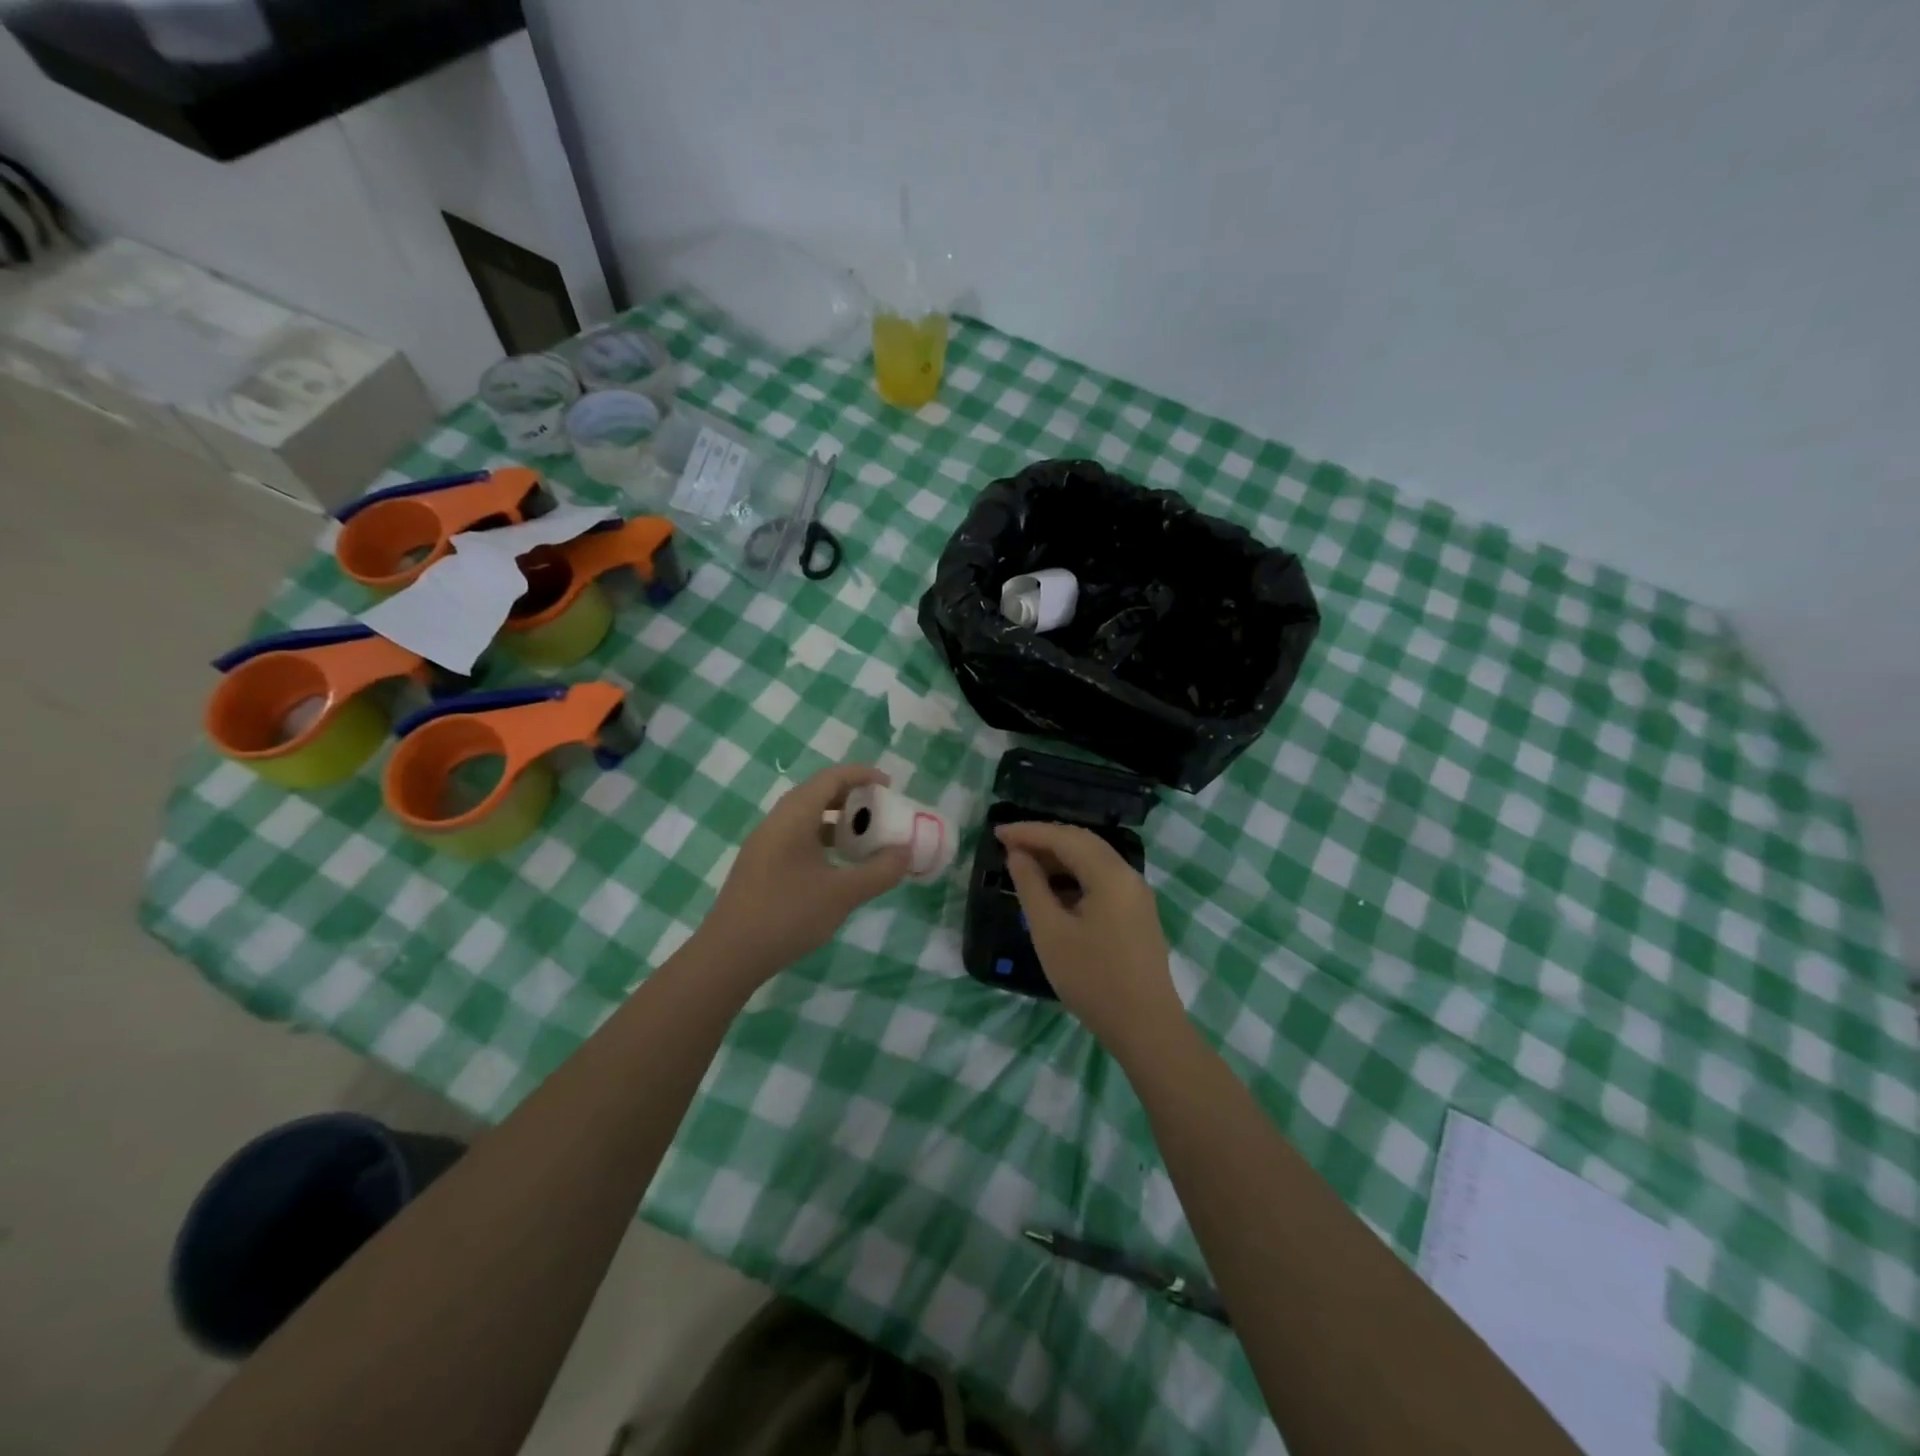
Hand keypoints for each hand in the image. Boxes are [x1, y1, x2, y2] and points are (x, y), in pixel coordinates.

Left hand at [696, 765, 910, 986]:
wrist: (728, 956)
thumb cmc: (787, 915)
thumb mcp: (842, 894)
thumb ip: (879, 871)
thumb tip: (905, 853)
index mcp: (793, 817)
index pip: (830, 778)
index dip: (861, 775)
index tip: (889, 785)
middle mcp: (775, 822)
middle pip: (816, 794)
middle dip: (850, 797)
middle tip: (879, 812)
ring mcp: (763, 845)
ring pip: (804, 818)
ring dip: (835, 821)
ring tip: (862, 839)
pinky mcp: (759, 867)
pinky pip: (795, 838)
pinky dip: (820, 841)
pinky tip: (835, 867)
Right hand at [996, 821, 1184, 1058]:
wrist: (1145, 1027)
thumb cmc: (1092, 978)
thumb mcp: (1050, 932)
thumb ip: (1031, 887)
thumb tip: (1018, 855)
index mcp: (1110, 874)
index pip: (1065, 838)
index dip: (1029, 832)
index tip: (997, 833)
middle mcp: (1128, 876)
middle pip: (1082, 843)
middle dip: (1044, 840)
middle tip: (1008, 845)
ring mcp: (1136, 895)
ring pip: (1093, 861)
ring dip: (1059, 858)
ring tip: (1025, 865)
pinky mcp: (1136, 914)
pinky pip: (1101, 880)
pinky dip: (1074, 876)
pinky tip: (1052, 891)